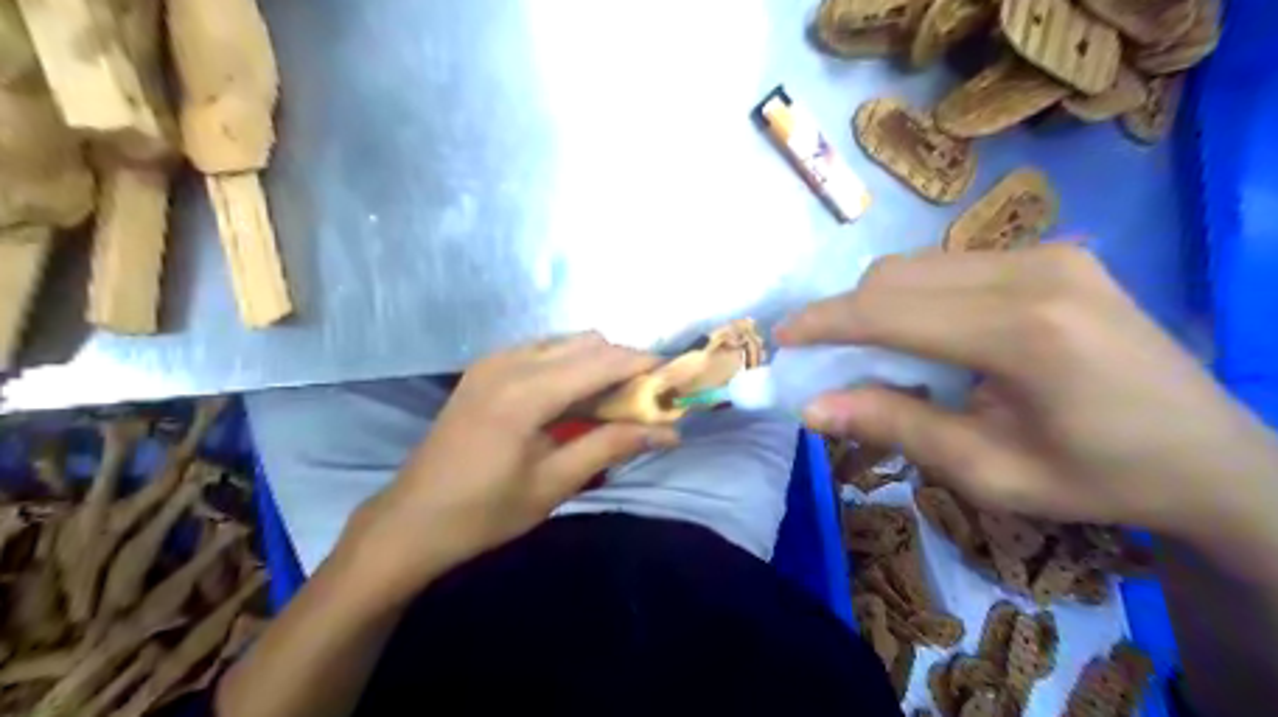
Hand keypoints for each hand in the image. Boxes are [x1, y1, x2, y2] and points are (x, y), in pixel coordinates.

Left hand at [336, 332, 677, 600]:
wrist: (411, 520)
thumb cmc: (484, 512)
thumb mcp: (554, 484)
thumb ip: (612, 446)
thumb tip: (668, 432)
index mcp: (526, 392)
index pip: (602, 361)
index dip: (644, 365)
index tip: (676, 379)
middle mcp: (510, 362)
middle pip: (587, 343)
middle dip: (624, 364)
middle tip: (647, 399)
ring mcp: (493, 361)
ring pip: (565, 342)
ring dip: (597, 363)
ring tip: (614, 402)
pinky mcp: (484, 369)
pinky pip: (542, 350)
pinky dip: (569, 364)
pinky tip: (573, 399)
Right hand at [774, 245, 1276, 546]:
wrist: (1209, 455)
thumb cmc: (1096, 477)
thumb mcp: (987, 471)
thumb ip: (894, 426)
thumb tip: (811, 408)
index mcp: (1024, 332)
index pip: (889, 309)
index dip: (824, 323)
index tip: (781, 339)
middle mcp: (1034, 271)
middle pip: (896, 276)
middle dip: (847, 315)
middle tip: (829, 363)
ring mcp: (1049, 255)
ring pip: (919, 265)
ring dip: (880, 306)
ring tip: (879, 357)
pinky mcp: (1054, 255)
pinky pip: (951, 266)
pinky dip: (916, 298)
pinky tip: (928, 338)